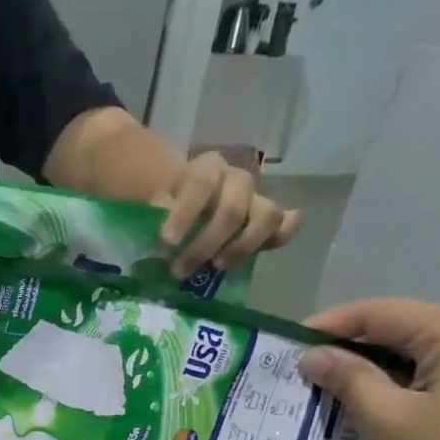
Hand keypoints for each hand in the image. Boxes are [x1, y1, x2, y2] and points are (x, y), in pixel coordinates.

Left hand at [156, 151, 300, 277]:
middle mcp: (236, 180)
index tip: (167, 242)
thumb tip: (159, 227)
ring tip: (217, 266)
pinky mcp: (267, 217)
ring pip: (267, 216)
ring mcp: (256, 198)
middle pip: (232, 209)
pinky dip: (279, 237)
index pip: (200, 184)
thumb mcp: (156, 201)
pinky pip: (284, 224)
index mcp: (207, 169)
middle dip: (206, 244)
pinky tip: (263, 252)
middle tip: (180, 270)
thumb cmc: (168, 203)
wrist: (186, 196)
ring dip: (242, 246)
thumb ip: (156, 212)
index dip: (185, 213)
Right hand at [297, 299, 439, 439]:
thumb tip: (313, 356)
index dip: (328, 326)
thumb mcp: (389, 420)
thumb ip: (349, 381)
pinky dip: (400, 384)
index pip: (377, 313)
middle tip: (305, 375)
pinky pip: (435, 373)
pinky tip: (375, 408)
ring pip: (416, 353)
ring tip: (332, 394)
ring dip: (373, 369)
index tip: (287, 349)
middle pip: (399, 328)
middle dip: (349, 348)